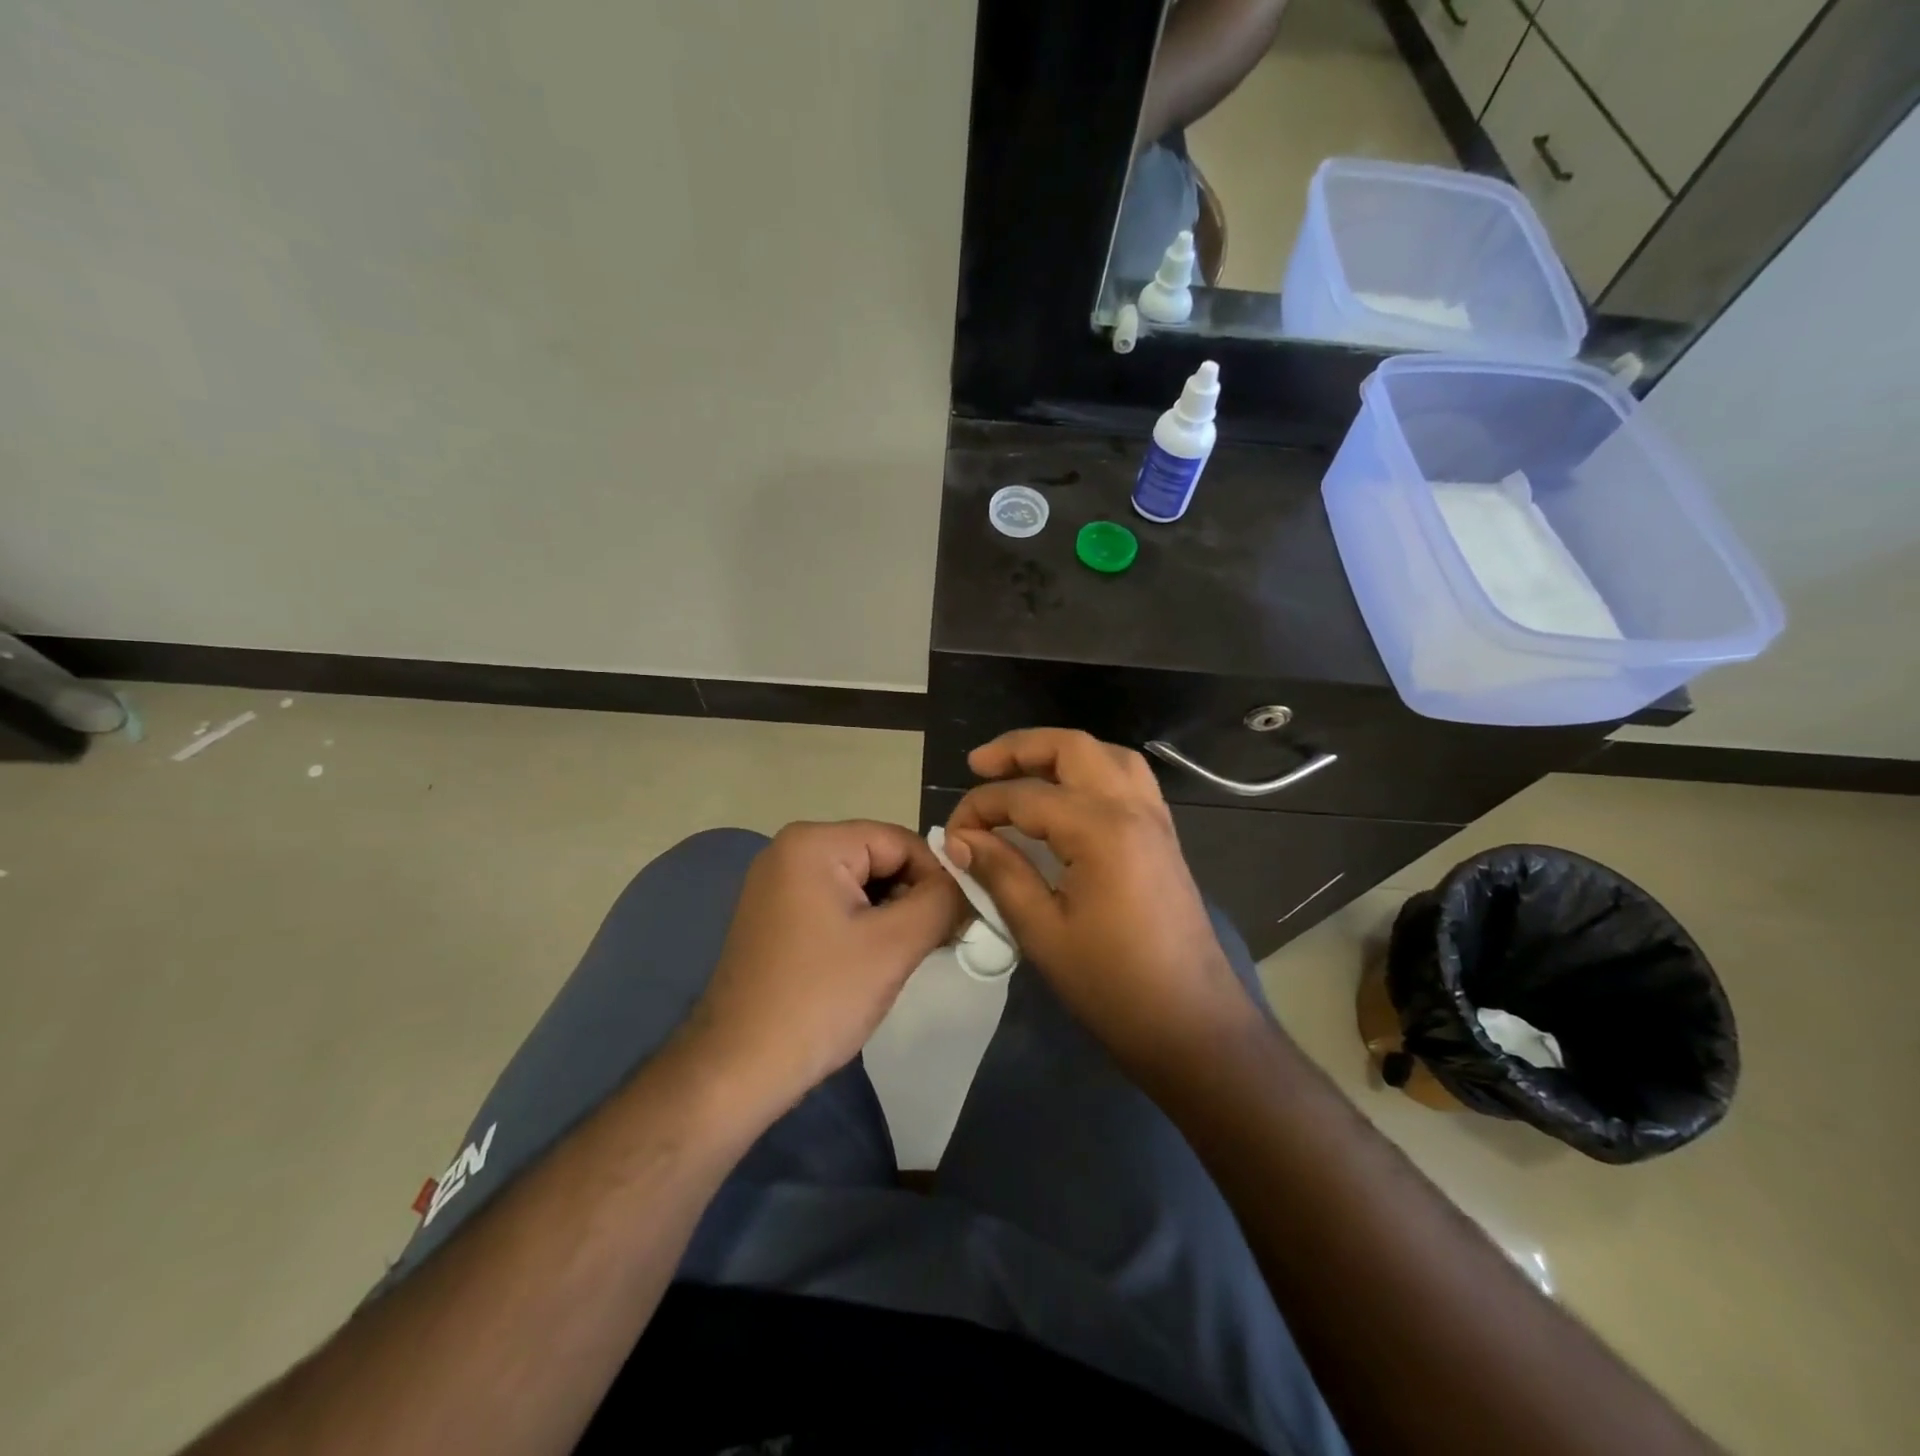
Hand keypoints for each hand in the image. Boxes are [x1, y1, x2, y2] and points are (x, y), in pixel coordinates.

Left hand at [683, 821, 965, 1109]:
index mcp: (814, 843)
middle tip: (940, 941)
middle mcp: (789, 849)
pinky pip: (835, 902)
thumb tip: (967, 884)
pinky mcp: (774, 914)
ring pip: (860, 882)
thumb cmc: (820, 998)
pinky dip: (863, 924)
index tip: (961, 919)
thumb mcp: (895, 944)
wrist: (738, 1068)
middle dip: (914, 895)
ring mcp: (777, 882)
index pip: (900, 840)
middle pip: (879, 857)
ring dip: (892, 913)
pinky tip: (875, 960)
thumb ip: (942, 900)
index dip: (937, 876)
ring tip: (909, 954)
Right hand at [944, 729, 1258, 1076]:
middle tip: (979, 764)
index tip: (953, 834)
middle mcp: (1132, 808)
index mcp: (1100, 829)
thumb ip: (1000, 873)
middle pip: (1073, 748)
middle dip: (1021, 748)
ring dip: (1061, 753)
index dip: (980, 807)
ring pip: (1107, 755)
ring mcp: (1155, 819)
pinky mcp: (1164, 836)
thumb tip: (960, 839)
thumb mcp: (1043, 932)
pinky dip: (1092, 771)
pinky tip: (1069, 796)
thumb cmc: (1112, 985)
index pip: (1025, 796)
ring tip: (1023, 771)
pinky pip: (1128, 779)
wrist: (1192, 1024)